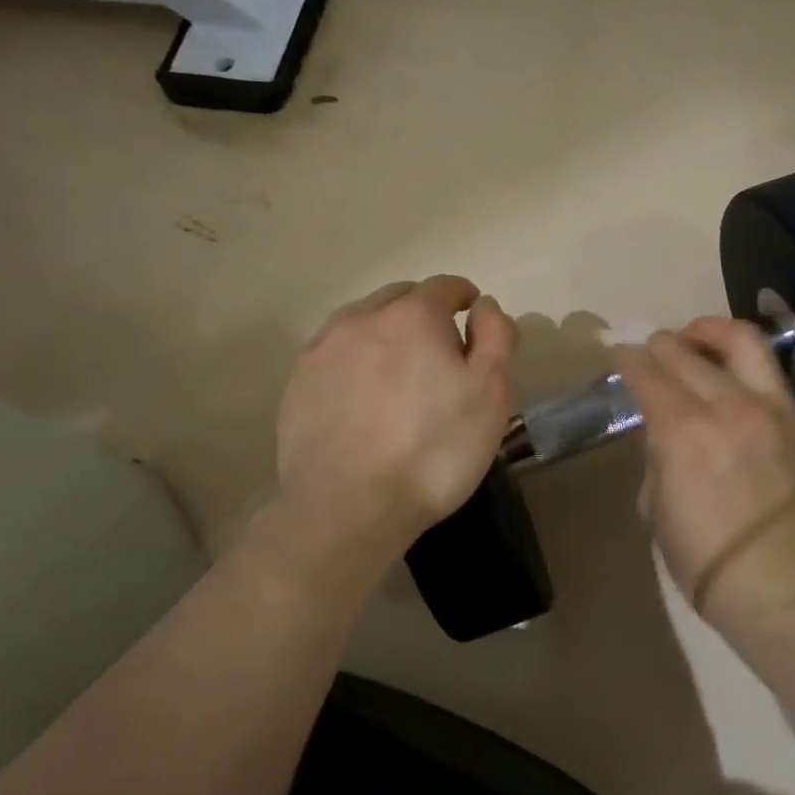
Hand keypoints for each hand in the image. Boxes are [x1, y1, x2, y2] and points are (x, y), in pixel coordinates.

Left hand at [276, 275, 517, 567]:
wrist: (348, 508)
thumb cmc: (434, 450)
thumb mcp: (490, 394)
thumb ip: (496, 337)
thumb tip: (485, 305)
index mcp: (413, 315)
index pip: (444, 286)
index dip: (464, 297)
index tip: (472, 317)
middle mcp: (363, 318)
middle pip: (400, 297)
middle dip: (423, 310)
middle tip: (440, 348)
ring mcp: (323, 348)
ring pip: (362, 320)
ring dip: (385, 329)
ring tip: (398, 367)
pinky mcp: (298, 381)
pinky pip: (334, 350)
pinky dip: (354, 356)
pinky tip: (361, 391)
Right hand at [614, 318, 794, 626]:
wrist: (777, 582)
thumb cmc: (701, 555)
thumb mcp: (655, 502)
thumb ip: (657, 452)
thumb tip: (662, 428)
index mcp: (681, 431)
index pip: (646, 372)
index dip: (626, 357)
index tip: (618, 352)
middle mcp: (725, 405)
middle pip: (683, 350)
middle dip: (658, 344)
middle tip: (649, 350)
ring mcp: (766, 407)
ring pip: (737, 339)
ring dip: (707, 330)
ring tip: (693, 338)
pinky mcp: (794, 417)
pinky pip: (767, 366)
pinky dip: (739, 353)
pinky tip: (726, 364)